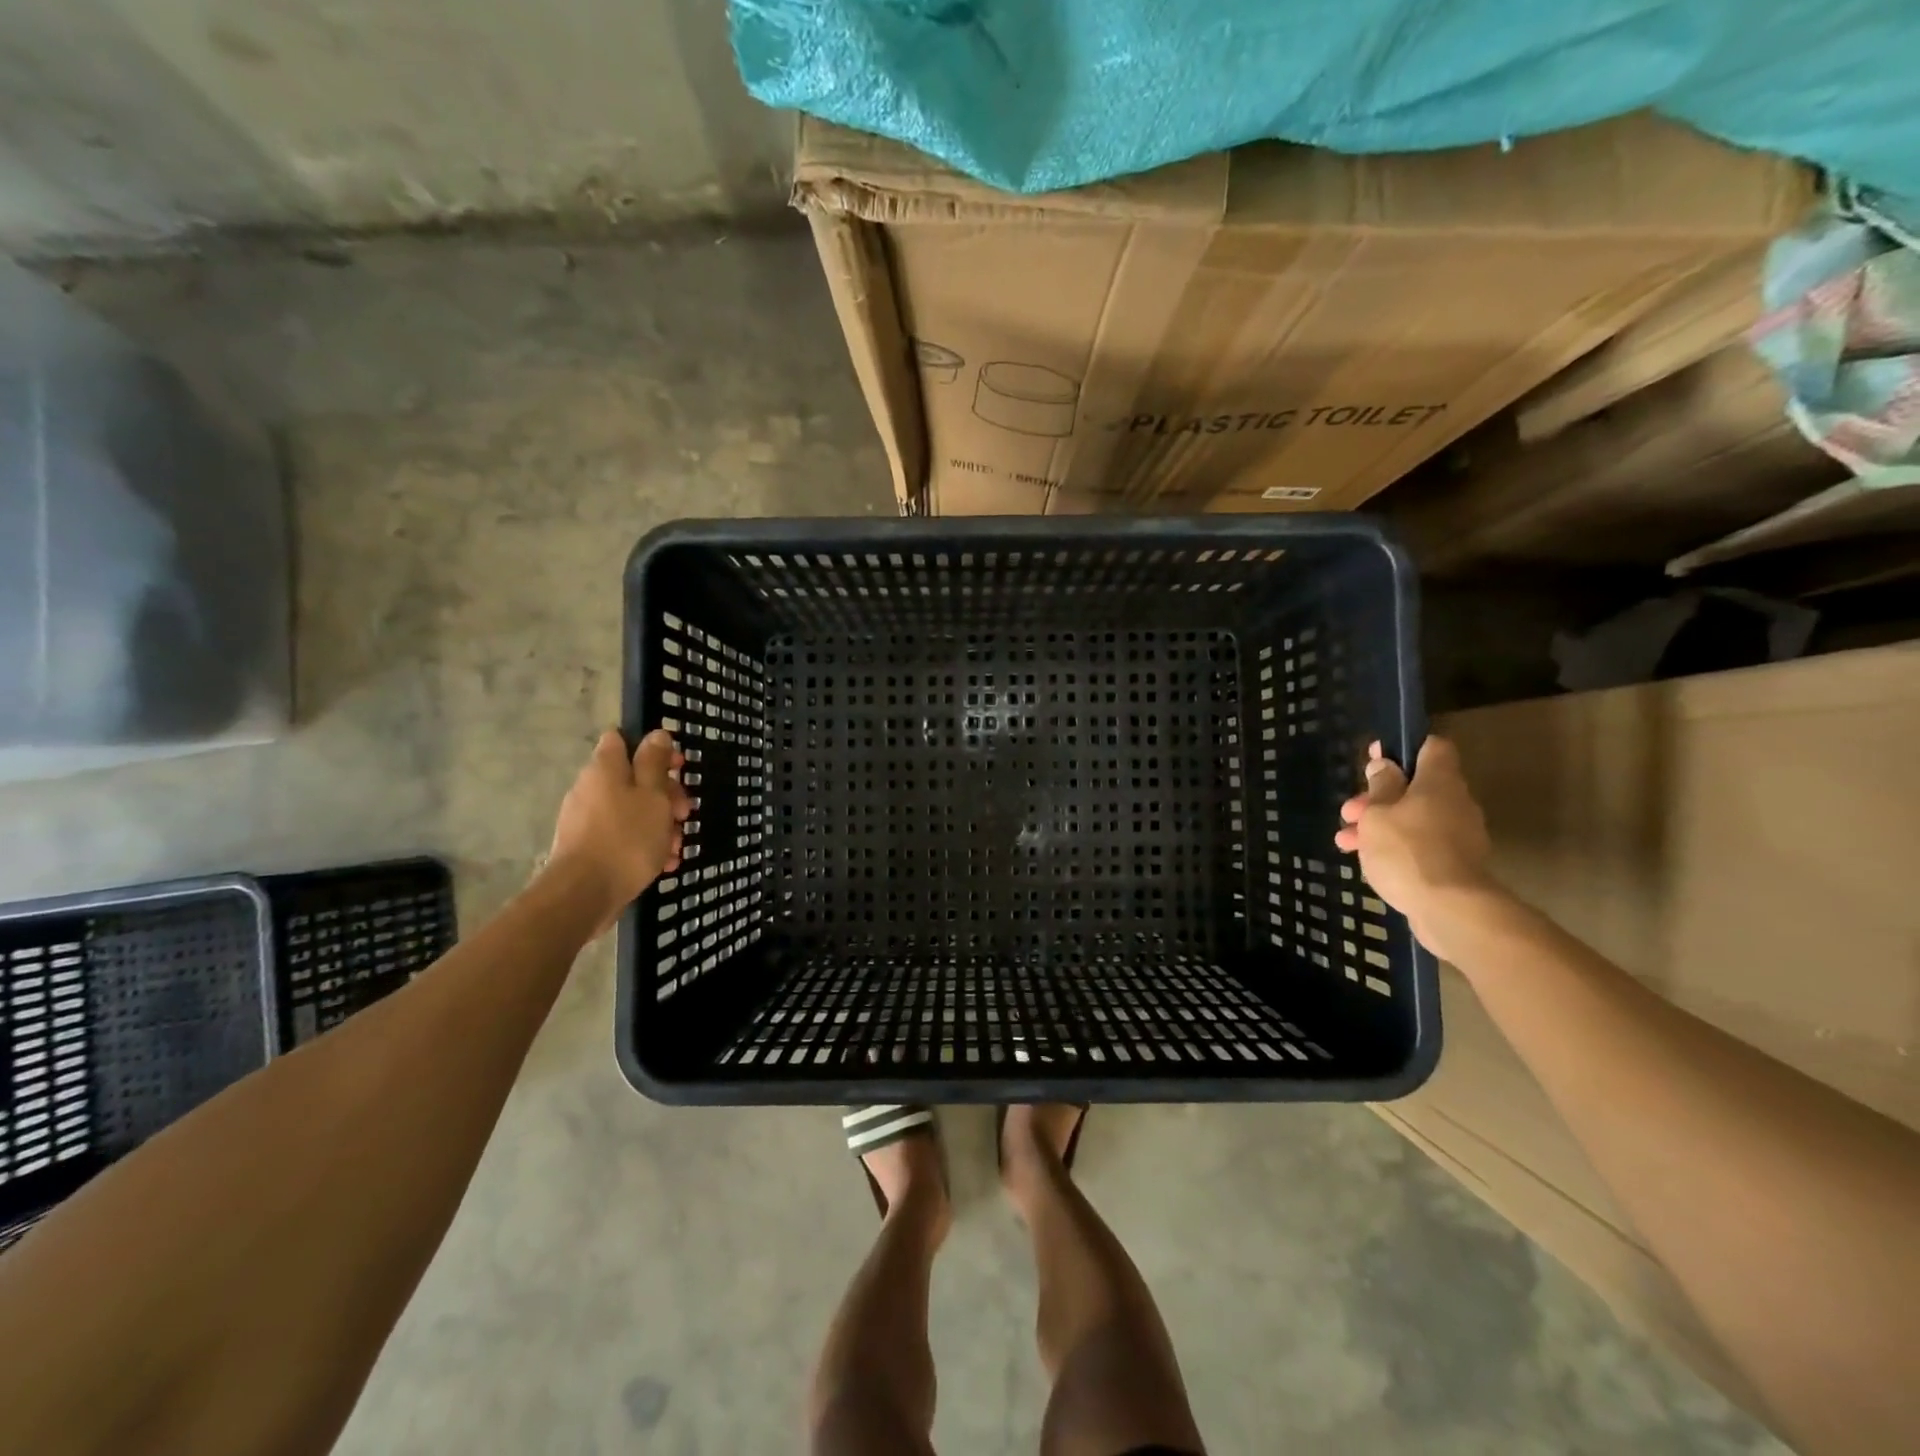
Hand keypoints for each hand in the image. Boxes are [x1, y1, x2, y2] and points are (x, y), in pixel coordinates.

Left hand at [548, 728, 692, 932]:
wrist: (584, 894)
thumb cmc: (627, 838)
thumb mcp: (653, 795)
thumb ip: (655, 763)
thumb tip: (656, 734)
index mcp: (605, 768)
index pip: (622, 739)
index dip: (652, 748)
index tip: (677, 767)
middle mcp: (591, 788)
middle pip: (634, 779)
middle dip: (665, 795)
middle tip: (685, 814)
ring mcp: (586, 819)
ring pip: (632, 810)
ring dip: (659, 824)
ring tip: (677, 847)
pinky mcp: (587, 847)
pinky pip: (622, 835)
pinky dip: (643, 844)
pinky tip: (663, 863)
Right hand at [1335, 737, 1500, 961]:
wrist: (1450, 909)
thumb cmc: (1407, 850)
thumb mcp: (1377, 814)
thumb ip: (1379, 787)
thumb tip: (1384, 764)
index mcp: (1439, 782)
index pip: (1432, 748)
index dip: (1403, 749)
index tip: (1375, 760)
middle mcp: (1455, 803)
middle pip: (1416, 787)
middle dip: (1377, 797)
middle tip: (1349, 812)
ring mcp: (1459, 835)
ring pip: (1413, 818)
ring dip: (1379, 825)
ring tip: (1346, 842)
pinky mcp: (1455, 864)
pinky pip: (1420, 844)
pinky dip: (1395, 847)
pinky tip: (1368, 862)